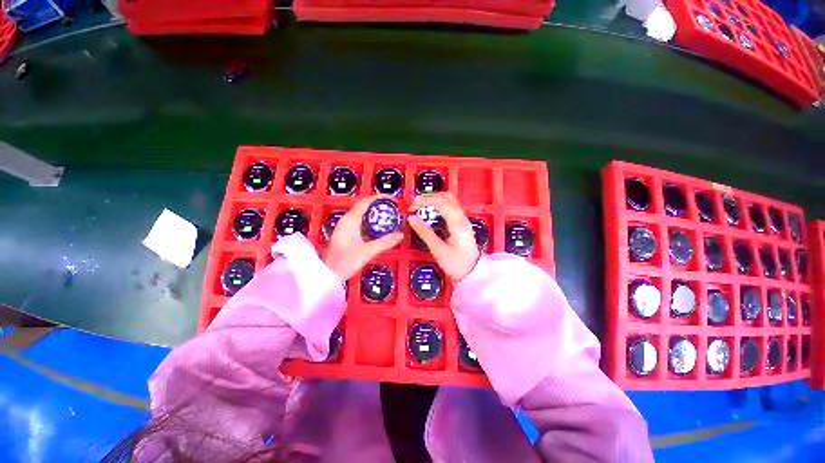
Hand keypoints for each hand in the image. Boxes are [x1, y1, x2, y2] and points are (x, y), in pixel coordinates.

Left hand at [323, 195, 402, 280]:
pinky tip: (381, 231)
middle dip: (380, 207)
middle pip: (365, 207)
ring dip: (377, 216)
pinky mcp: (347, 235)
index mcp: (350, 220)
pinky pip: (362, 225)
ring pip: (364, 216)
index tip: (393, 200)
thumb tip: (401, 234)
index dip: (380, 198)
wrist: (326, 275)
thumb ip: (385, 242)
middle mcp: (347, 220)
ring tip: (391, 218)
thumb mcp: (367, 251)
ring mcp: (346, 228)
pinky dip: (372, 225)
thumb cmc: (344, 261)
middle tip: (394, 210)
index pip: (366, 202)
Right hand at [407, 192, 479, 280]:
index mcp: (457, 222)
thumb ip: (425, 232)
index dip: (424, 200)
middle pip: (447, 196)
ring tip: (421, 206)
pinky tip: (432, 213)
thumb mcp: (438, 249)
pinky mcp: (462, 224)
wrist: (473, 274)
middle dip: (429, 196)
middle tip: (416, 204)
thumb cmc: (456, 264)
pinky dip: (440, 206)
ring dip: (435, 200)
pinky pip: (451, 208)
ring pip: (450, 201)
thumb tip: (411, 218)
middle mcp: (462, 217)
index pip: (440, 201)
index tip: (412, 207)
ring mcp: (463, 220)